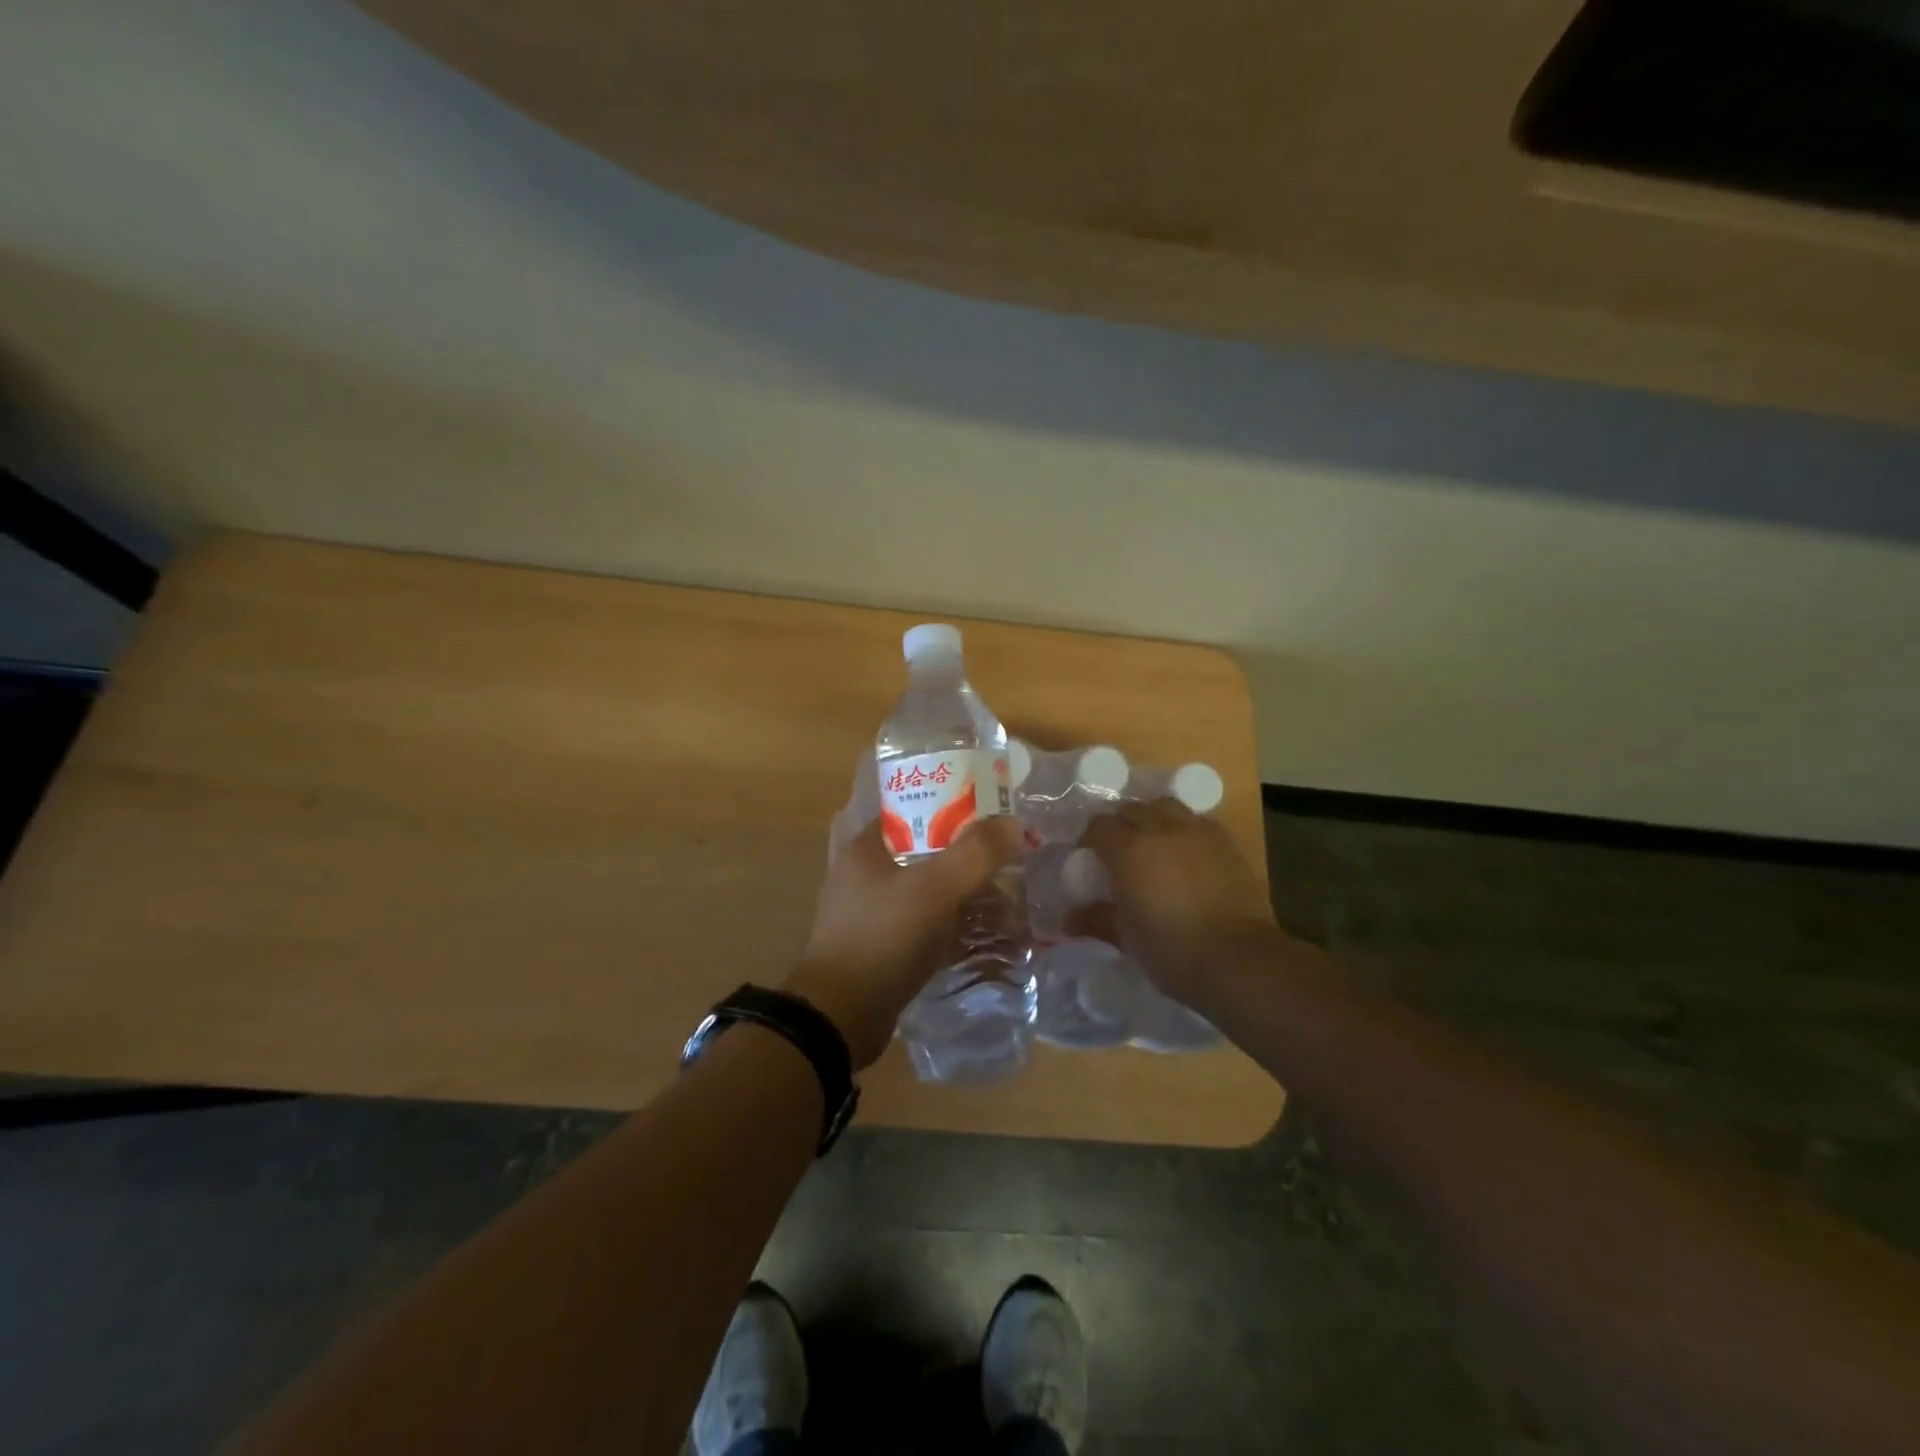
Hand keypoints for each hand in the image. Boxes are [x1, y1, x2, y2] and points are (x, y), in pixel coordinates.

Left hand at [785, 817, 1023, 1068]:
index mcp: (868, 848)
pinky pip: (929, 927)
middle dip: (970, 858)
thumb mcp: (934, 889)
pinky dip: (957, 928)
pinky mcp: (886, 948)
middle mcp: (868, 875)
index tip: (994, 815)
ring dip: (968, 896)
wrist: (840, 1017)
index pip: (915, 810)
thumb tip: (1013, 824)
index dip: (955, 808)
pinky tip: (991, 936)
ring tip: (1011, 901)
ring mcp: (875, 914)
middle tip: (1012, 862)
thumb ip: (976, 853)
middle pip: (929, 853)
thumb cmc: (882, 938)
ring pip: (932, 892)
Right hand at [1073, 800, 1282, 997]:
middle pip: (1130, 809)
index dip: (1088, 840)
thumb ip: (1097, 920)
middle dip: (1118, 826)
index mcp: (1129, 849)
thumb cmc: (1172, 951)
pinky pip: (1195, 820)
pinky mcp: (1226, 841)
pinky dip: (1182, 827)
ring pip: (1164, 806)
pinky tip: (1184, 852)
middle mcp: (1160, 829)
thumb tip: (1069, 920)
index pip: (1098, 826)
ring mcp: (1197, 831)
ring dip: (1150, 818)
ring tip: (1151, 844)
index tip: (1087, 861)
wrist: (1240, 959)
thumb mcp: (1127, 938)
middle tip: (1116, 853)